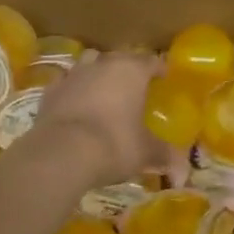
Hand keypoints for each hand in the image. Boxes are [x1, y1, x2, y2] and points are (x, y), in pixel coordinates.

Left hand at [31, 50, 167, 188]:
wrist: (60, 153)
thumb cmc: (114, 144)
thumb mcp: (145, 152)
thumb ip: (165, 157)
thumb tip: (183, 175)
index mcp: (131, 71)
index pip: (151, 61)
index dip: (159, 68)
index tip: (164, 76)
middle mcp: (102, 65)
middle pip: (119, 58)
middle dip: (128, 68)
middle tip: (135, 86)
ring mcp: (73, 75)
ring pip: (89, 63)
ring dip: (98, 73)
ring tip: (104, 90)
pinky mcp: (50, 91)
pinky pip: (66, 83)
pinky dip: (73, 90)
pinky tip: (75, 105)